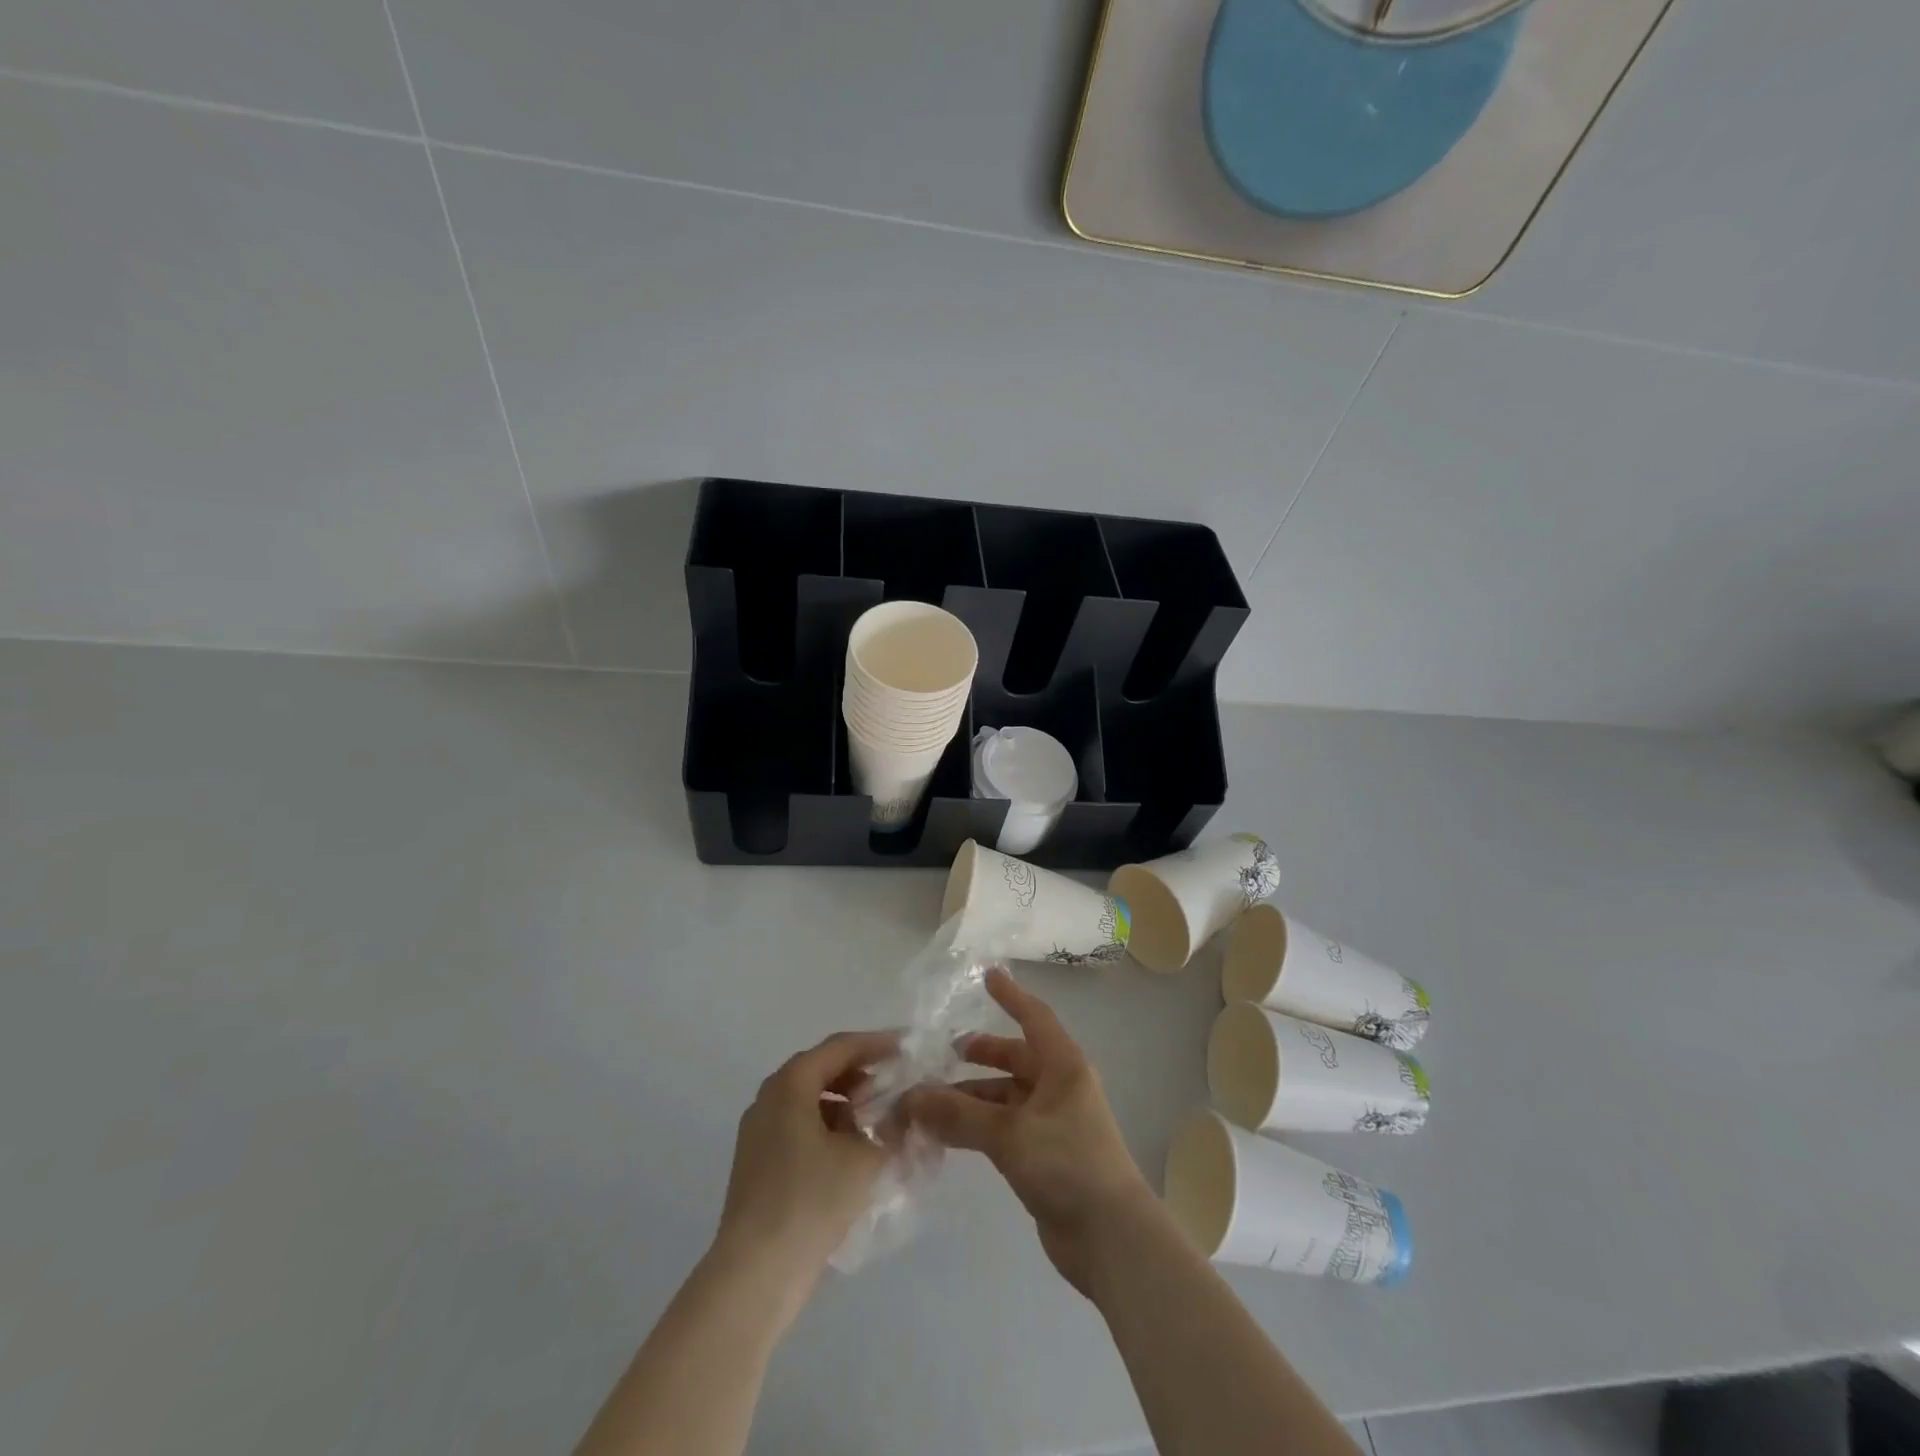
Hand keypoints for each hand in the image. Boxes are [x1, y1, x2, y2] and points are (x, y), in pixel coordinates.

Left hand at [711, 1029, 897, 1317]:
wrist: (756, 1273)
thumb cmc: (811, 1200)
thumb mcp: (865, 1158)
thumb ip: (891, 1128)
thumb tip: (905, 1115)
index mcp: (791, 1084)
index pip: (840, 1047)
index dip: (876, 1043)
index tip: (906, 1047)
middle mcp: (769, 1098)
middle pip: (820, 1069)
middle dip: (859, 1073)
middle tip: (894, 1083)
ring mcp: (758, 1132)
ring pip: (808, 1100)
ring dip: (844, 1102)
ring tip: (877, 1120)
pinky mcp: (757, 1163)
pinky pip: (798, 1127)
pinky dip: (827, 1127)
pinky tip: (851, 1152)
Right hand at [902, 969, 1155, 1296]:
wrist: (1112, 1240)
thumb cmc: (1068, 1166)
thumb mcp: (1010, 1134)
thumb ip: (959, 1115)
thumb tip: (911, 1096)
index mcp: (1064, 1066)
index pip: (1034, 1017)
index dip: (1011, 996)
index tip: (987, 976)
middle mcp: (1059, 1087)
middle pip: (1015, 1058)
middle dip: (980, 1054)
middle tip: (941, 1052)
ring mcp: (1052, 1124)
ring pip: (1004, 1097)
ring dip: (971, 1097)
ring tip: (929, 1100)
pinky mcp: (1043, 1156)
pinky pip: (1003, 1128)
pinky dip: (977, 1126)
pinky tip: (946, 1134)